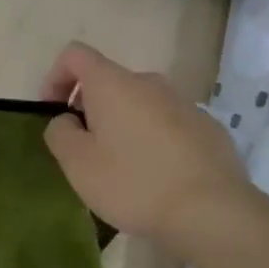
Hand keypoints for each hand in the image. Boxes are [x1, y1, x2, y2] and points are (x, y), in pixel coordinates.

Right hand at [40, 42, 248, 245]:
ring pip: (140, 105)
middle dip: (90, 108)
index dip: (55, 77)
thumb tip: (66, 120)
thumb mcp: (78, 164)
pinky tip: (159, 178)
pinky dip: (154, 141)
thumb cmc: (135, 183)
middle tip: (86, 151)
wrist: (214, 213)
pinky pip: (169, 124)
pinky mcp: (209, 128)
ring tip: (123, 169)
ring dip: (124, 126)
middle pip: (109, 82)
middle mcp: (149, 82)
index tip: (53, 113)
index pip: (75, 54)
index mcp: (113, 84)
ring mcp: (184, 103)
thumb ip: (60, 133)